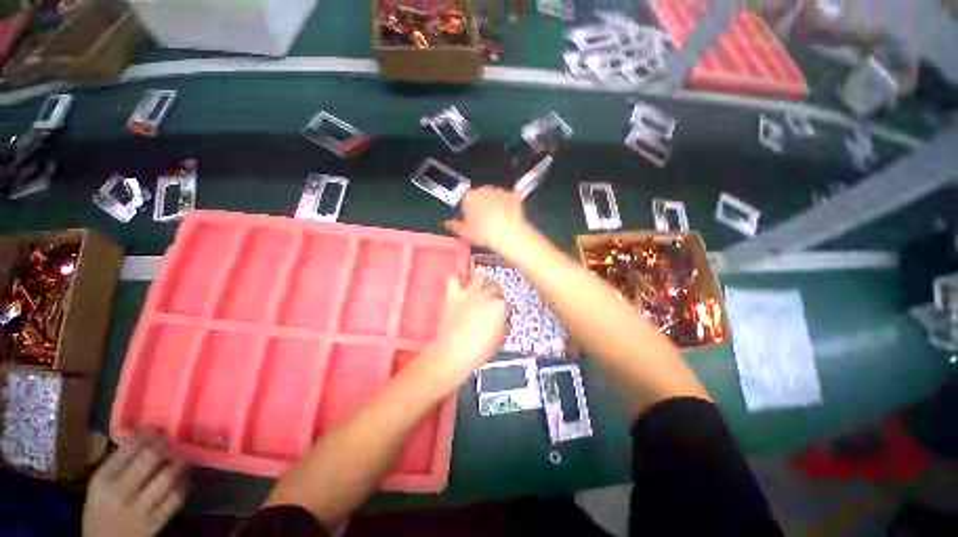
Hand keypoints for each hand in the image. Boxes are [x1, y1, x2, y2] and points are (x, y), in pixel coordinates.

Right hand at [83, 437, 186, 536]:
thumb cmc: (101, 509)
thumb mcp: (100, 484)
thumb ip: (118, 460)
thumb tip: (139, 431)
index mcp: (104, 481)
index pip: (128, 449)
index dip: (147, 434)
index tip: (156, 428)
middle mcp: (121, 494)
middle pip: (150, 459)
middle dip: (165, 445)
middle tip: (172, 440)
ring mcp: (140, 510)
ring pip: (168, 477)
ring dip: (178, 462)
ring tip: (180, 457)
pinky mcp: (156, 523)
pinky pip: (176, 498)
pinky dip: (183, 484)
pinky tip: (181, 478)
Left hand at [428, 274, 506, 380]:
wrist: (453, 354)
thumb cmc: (476, 351)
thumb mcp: (499, 340)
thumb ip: (502, 325)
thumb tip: (501, 321)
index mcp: (499, 307)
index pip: (505, 301)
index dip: (503, 308)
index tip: (501, 312)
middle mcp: (485, 296)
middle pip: (495, 287)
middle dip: (495, 292)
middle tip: (493, 298)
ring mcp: (468, 295)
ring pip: (479, 277)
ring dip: (480, 281)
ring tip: (479, 285)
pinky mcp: (452, 297)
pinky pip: (454, 280)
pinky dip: (457, 280)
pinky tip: (459, 284)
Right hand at [444, 187, 528, 250]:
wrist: (509, 234)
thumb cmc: (486, 233)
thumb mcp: (466, 233)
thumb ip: (455, 226)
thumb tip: (449, 224)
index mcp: (470, 196)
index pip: (465, 201)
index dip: (467, 212)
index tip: (470, 221)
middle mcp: (484, 190)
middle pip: (479, 197)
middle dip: (480, 207)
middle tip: (483, 222)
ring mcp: (499, 191)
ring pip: (493, 197)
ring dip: (493, 206)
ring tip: (495, 222)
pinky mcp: (512, 195)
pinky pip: (508, 199)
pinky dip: (507, 205)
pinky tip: (506, 217)